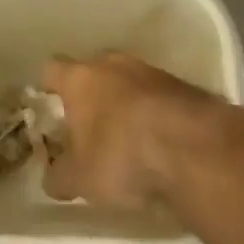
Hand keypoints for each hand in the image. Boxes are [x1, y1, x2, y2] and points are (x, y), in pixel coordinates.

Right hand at [41, 52, 234, 209]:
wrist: (194, 148)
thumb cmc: (121, 156)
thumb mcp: (80, 179)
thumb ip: (60, 176)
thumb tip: (52, 178)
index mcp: (80, 78)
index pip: (53, 70)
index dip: (49, 87)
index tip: (48, 105)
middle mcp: (113, 64)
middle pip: (94, 71)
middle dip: (91, 95)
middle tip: (89, 127)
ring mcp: (151, 71)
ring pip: (129, 82)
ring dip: (126, 103)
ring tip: (128, 138)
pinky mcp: (184, 86)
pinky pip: (159, 97)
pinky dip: (155, 114)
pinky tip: (159, 142)